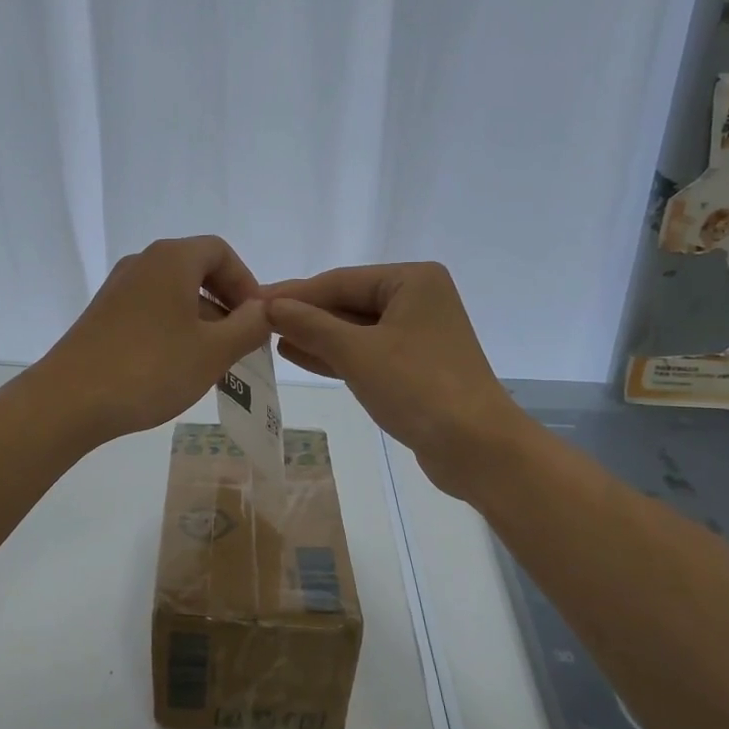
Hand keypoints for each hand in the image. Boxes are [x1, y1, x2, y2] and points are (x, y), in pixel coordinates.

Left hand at [36, 236, 271, 446]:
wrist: (69, 401)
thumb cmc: (150, 369)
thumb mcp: (213, 351)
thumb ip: (249, 327)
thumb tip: (265, 310)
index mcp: (171, 259)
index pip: (221, 252)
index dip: (246, 282)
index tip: (258, 318)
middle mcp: (142, 263)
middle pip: (196, 270)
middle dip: (226, 304)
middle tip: (242, 342)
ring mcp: (118, 289)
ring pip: (173, 293)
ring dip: (201, 320)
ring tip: (214, 361)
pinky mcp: (102, 315)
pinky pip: (151, 310)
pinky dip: (174, 328)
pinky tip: (178, 366)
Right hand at [262, 262, 527, 497]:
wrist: (477, 447)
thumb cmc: (418, 387)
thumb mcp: (357, 352)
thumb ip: (311, 325)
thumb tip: (270, 305)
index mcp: (412, 281)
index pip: (340, 281)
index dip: (294, 293)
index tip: (252, 301)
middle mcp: (418, 299)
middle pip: (348, 302)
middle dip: (305, 315)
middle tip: (256, 321)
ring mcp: (418, 334)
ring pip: (356, 330)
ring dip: (316, 335)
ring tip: (271, 338)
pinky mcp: (415, 366)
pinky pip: (367, 352)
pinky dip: (336, 355)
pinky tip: (299, 355)